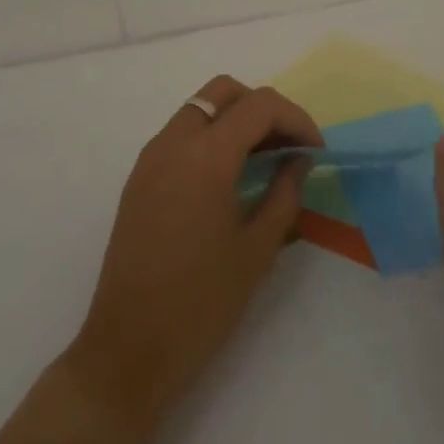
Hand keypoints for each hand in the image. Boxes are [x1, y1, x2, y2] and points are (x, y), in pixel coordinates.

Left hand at [68, 75, 320, 429]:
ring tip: (264, 161)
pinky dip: (210, 138)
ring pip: (200, 109)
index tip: (316, 152)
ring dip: (235, 121)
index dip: (296, 119)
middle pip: (224, 92)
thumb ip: (285, 194)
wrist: (127, 351)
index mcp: (206, 156)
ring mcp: (150, 159)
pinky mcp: (138, 179)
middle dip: (263, 108)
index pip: (260, 106)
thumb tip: (299, 161)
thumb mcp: (257, 249)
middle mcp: (173, 143)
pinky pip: (180, 135)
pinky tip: (230, 178)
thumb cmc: (200, 304)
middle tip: (288, 146)